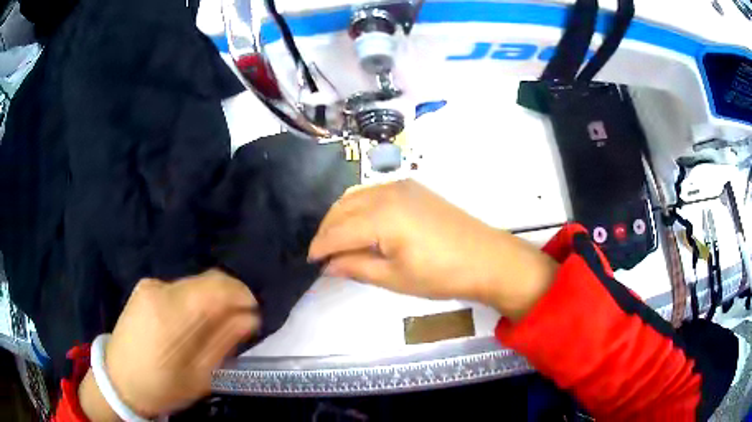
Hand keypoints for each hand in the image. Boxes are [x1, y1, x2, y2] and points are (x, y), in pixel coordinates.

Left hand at [79, 269, 259, 419]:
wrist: (119, 380)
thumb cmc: (161, 386)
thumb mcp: (199, 375)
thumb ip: (224, 342)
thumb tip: (250, 317)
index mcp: (171, 315)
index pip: (216, 287)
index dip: (241, 294)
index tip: (254, 313)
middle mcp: (159, 290)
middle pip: (207, 281)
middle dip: (229, 298)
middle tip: (239, 323)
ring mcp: (149, 286)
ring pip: (194, 284)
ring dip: (212, 300)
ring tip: (215, 327)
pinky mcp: (144, 288)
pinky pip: (180, 288)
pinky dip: (195, 300)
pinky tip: (191, 323)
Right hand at [308, 180, 557, 320]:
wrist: (486, 258)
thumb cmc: (441, 274)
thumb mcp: (394, 278)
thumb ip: (356, 267)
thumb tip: (328, 265)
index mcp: (381, 216)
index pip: (337, 231)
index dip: (320, 247)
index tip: (309, 261)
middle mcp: (387, 192)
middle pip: (341, 208)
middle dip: (326, 230)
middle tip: (321, 254)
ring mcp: (401, 185)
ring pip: (355, 196)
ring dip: (340, 216)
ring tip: (336, 241)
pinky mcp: (412, 187)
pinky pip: (372, 192)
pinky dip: (358, 206)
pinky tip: (359, 224)